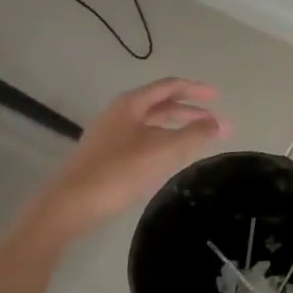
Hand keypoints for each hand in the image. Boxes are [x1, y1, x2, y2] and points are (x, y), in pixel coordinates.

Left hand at [41, 78, 229, 228]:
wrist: (69, 205)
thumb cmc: (118, 172)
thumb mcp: (162, 151)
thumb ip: (195, 135)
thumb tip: (223, 123)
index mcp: (131, 104)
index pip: (169, 86)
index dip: (196, 89)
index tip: (219, 97)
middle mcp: (119, 113)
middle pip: (160, 104)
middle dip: (189, 110)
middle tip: (214, 121)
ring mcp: (109, 134)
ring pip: (150, 123)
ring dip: (176, 127)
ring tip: (197, 139)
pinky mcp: (105, 155)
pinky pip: (141, 139)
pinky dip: (162, 141)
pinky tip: (169, 158)